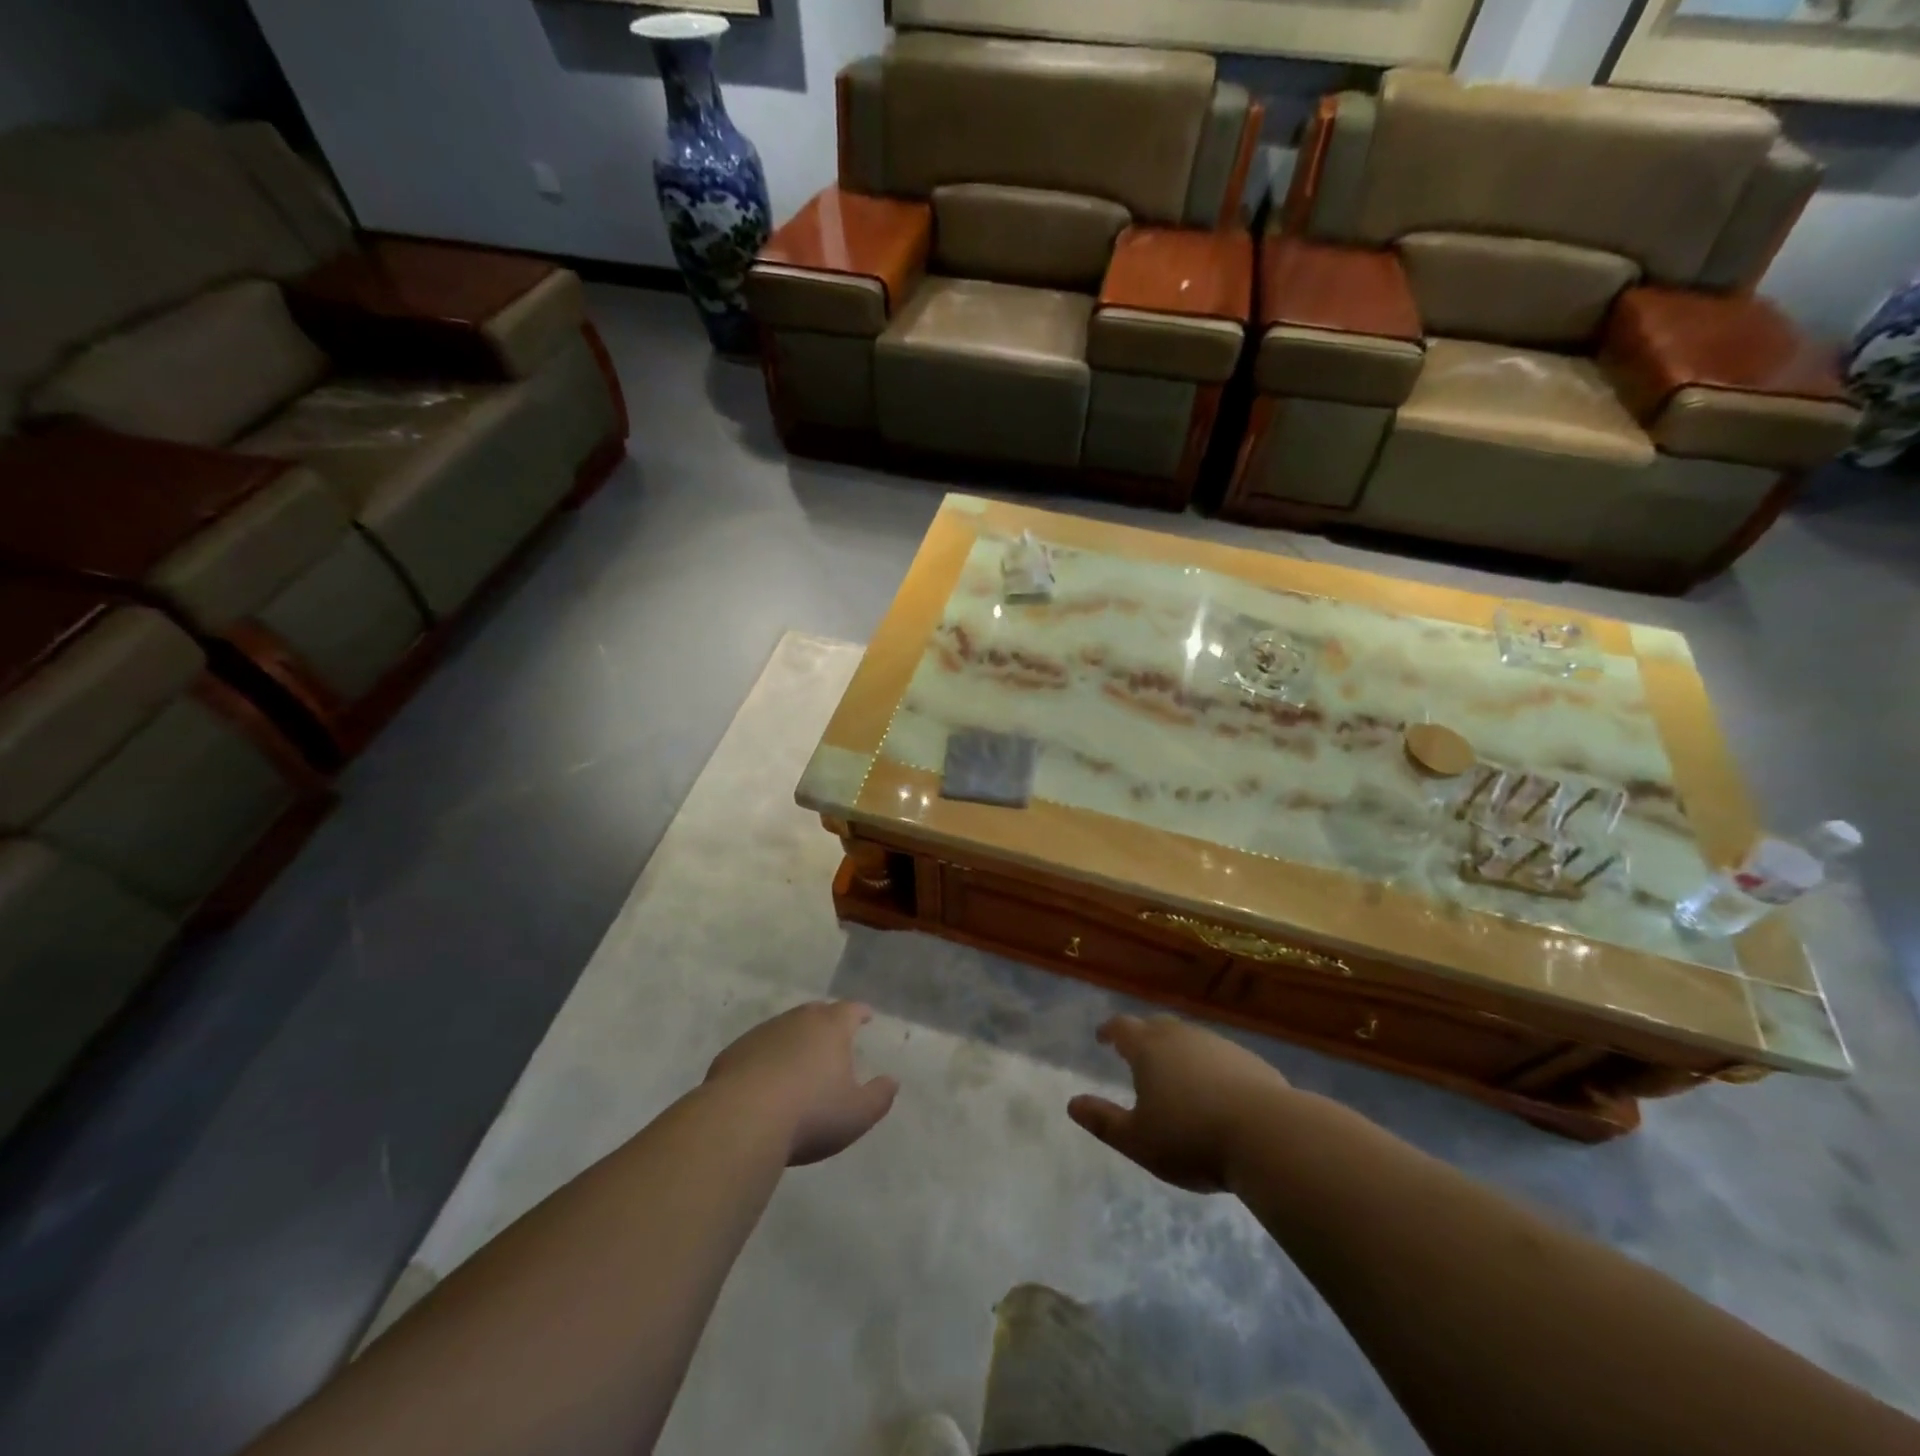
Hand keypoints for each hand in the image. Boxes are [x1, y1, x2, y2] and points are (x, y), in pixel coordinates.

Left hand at [705, 1001, 898, 1165]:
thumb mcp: (857, 1114)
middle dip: (827, 1021)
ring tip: (799, 1061)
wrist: (740, 1121)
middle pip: (816, 1013)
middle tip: (833, 1036)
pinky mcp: (733, 1053)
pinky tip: (765, 1081)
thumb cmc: (810, 1114)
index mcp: (831, 1027)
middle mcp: (797, 1021)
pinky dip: (766, 1058)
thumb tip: (892, 1080)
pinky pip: (757, 1050)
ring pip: (784, 1029)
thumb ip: (879, 1096)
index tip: (866, 1016)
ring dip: (794, 1040)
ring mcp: (762, 1034)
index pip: (850, 1010)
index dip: (860, 1013)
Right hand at [1068, 1014, 1291, 1192]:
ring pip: (1189, 1039)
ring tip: (1175, 1073)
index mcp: (1149, 1048)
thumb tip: (1072, 1104)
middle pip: (1156, 1025)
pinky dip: (1208, 1065)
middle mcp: (1181, 1036)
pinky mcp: (1249, 1061)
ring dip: (1178, 1050)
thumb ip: (1103, 1121)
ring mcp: (1218, 1044)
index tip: (1102, 1037)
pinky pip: (1218, 1055)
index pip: (1122, 1028)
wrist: (1268, 1135)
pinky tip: (1215, 1090)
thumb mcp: (1138, 1140)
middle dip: (1143, 1035)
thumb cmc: (1191, 1138)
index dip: (1109, 1031)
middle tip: (1136, 1051)